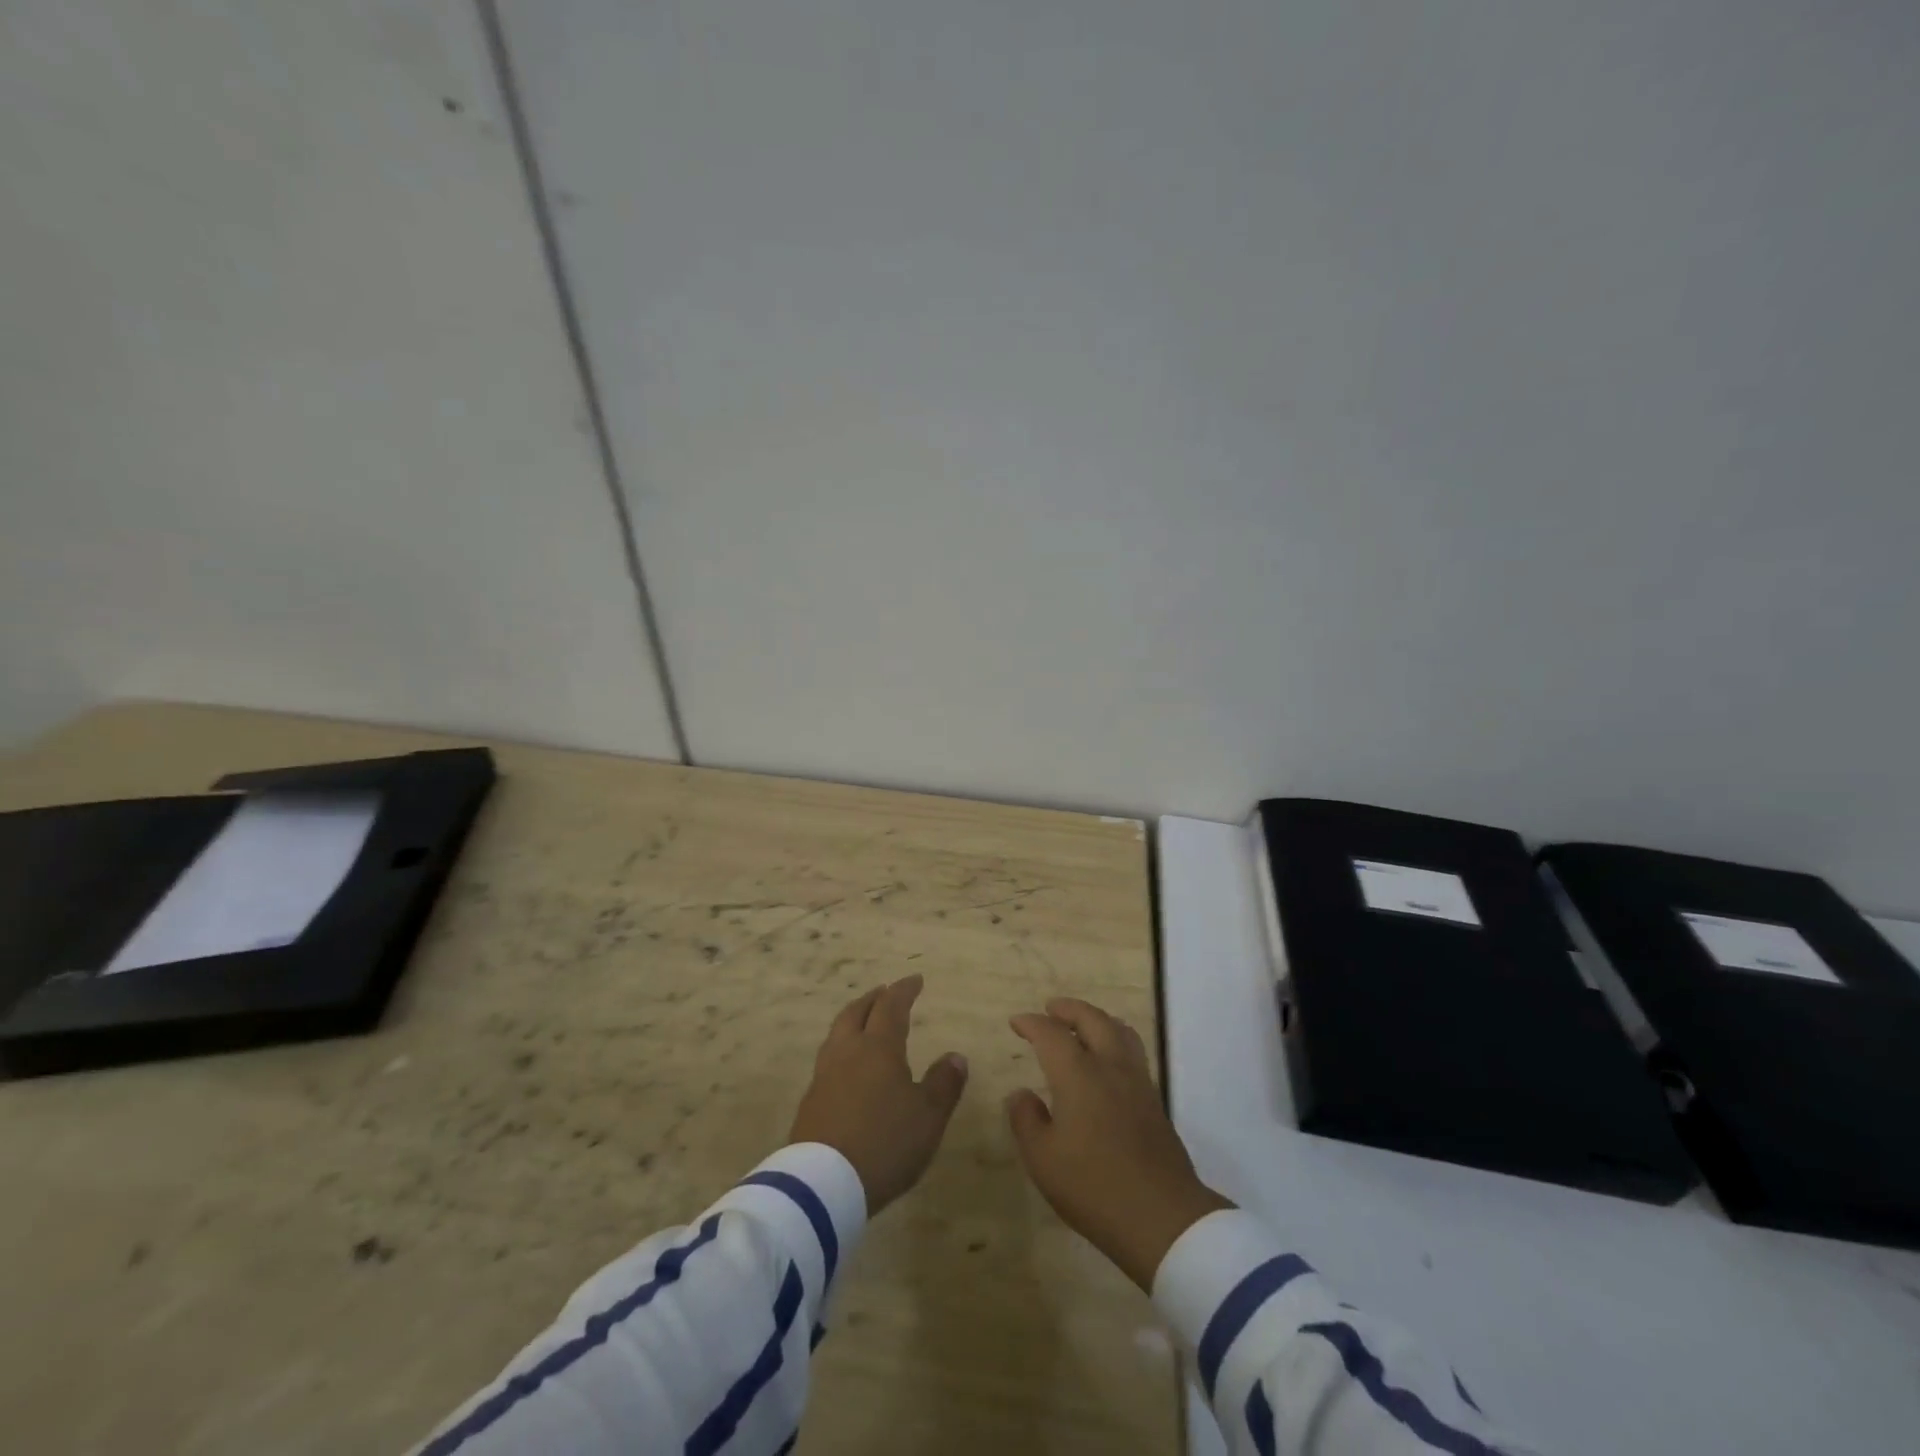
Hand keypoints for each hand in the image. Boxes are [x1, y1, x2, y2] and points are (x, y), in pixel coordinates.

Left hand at [790, 975, 968, 1215]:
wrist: (823, 1184)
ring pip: (837, 1034)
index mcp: (879, 1048)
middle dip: (873, 999)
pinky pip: (828, 1061)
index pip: (891, 1007)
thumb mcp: (928, 1117)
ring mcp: (823, 1076)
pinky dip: (842, 1050)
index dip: (904, 990)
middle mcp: (848, 1052)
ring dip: (853, 1020)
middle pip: (856, 1012)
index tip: (915, 980)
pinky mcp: (810, 1101)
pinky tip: (848, 1068)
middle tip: (885, 993)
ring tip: (863, 1023)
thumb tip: (956, 1056)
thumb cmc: (885, 1143)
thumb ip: (943, 1084)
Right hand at [1006, 998, 1231, 1290]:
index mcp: (1078, 1074)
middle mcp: (1110, 1067)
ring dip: (1097, 1020)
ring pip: (1119, 1031)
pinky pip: (1132, 1052)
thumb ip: (1026, 1120)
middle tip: (1051, 1008)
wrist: (1162, 1218)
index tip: (1017, 1022)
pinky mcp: (1154, 1101)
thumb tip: (1021, 1094)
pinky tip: (1106, 1061)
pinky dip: (1114, 1040)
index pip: (1051, 1034)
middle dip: (1069, 1009)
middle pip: (1092, 1019)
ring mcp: (1137, 1082)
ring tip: (1082, 1026)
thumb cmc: (1094, 1187)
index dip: (1032, 1023)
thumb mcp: (1043, 1159)